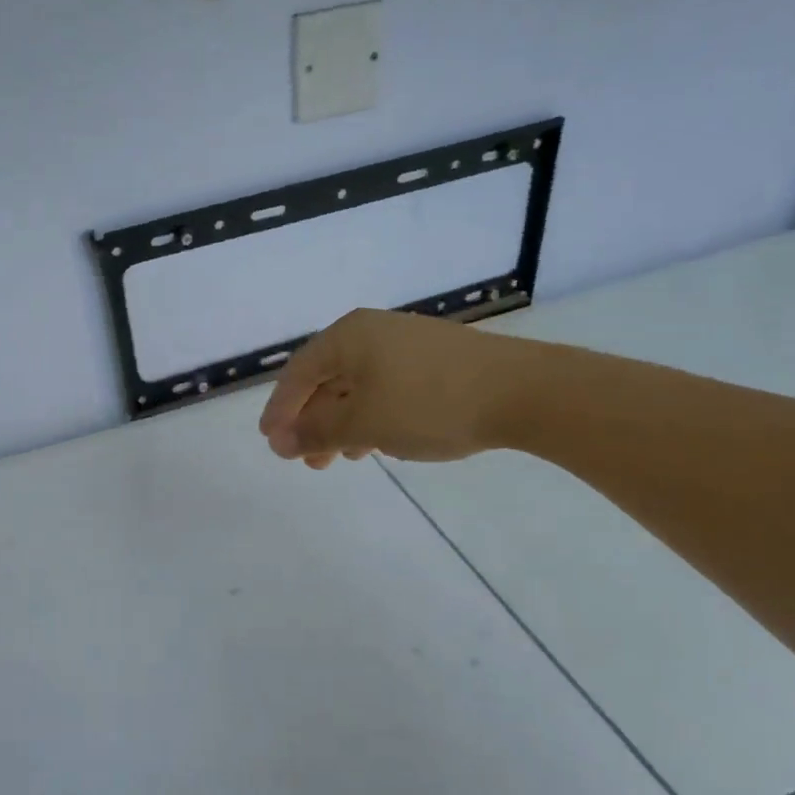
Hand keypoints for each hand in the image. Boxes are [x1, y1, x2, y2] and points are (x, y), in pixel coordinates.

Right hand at [259, 309, 523, 466]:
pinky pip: (386, 388)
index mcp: (348, 336)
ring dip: (344, 424)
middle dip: (314, 422)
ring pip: (358, 386)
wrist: (522, 392)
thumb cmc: (429, 404)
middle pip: (327, 379)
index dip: (281, 410)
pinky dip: (373, 416)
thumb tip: (278, 440)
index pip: (298, 373)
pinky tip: (380, 442)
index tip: (273, 444)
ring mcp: (407, 344)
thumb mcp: (363, 423)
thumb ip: (316, 431)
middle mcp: (373, 332)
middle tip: (310, 461)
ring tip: (344, 458)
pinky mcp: (434, 361)